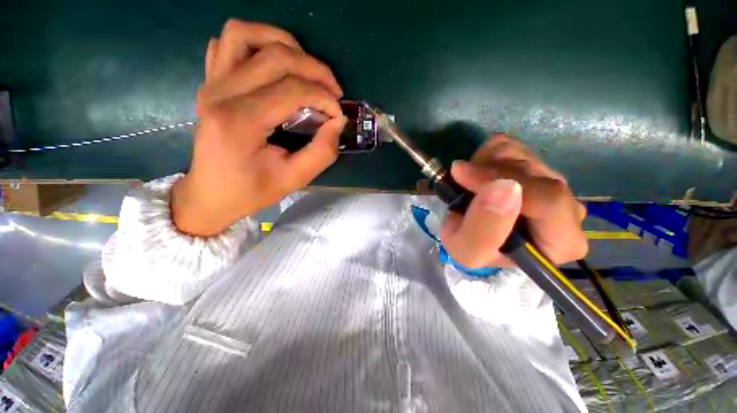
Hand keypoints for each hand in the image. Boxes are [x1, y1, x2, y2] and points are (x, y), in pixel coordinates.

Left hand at [172, 20, 346, 236]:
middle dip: (315, 69)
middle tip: (333, 91)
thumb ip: (322, 152)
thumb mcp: (294, 179)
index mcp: (240, 121)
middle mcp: (221, 93)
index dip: (324, 97)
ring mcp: (211, 83)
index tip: (338, 114)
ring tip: (305, 70)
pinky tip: (272, 66)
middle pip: (276, 56)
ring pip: (246, 34)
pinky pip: (228, 43)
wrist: (210, 193)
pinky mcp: (210, 82)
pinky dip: (255, 43)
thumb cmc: (251, 190)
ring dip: (284, 43)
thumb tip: (338, 121)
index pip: (291, 90)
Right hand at [440, 134, 587, 267]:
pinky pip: (508, 144)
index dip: (502, 182)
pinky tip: (478, 175)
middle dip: (487, 176)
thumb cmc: (471, 249)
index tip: (461, 175)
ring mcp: (553, 181)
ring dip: (482, 166)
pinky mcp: (534, 164)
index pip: (548, 201)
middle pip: (532, 173)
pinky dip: (483, 156)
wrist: (470, 234)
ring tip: (469, 186)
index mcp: (562, 241)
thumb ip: (482, 230)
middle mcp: (568, 208)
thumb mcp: (467, 251)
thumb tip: (503, 187)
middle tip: (461, 186)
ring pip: (518, 154)